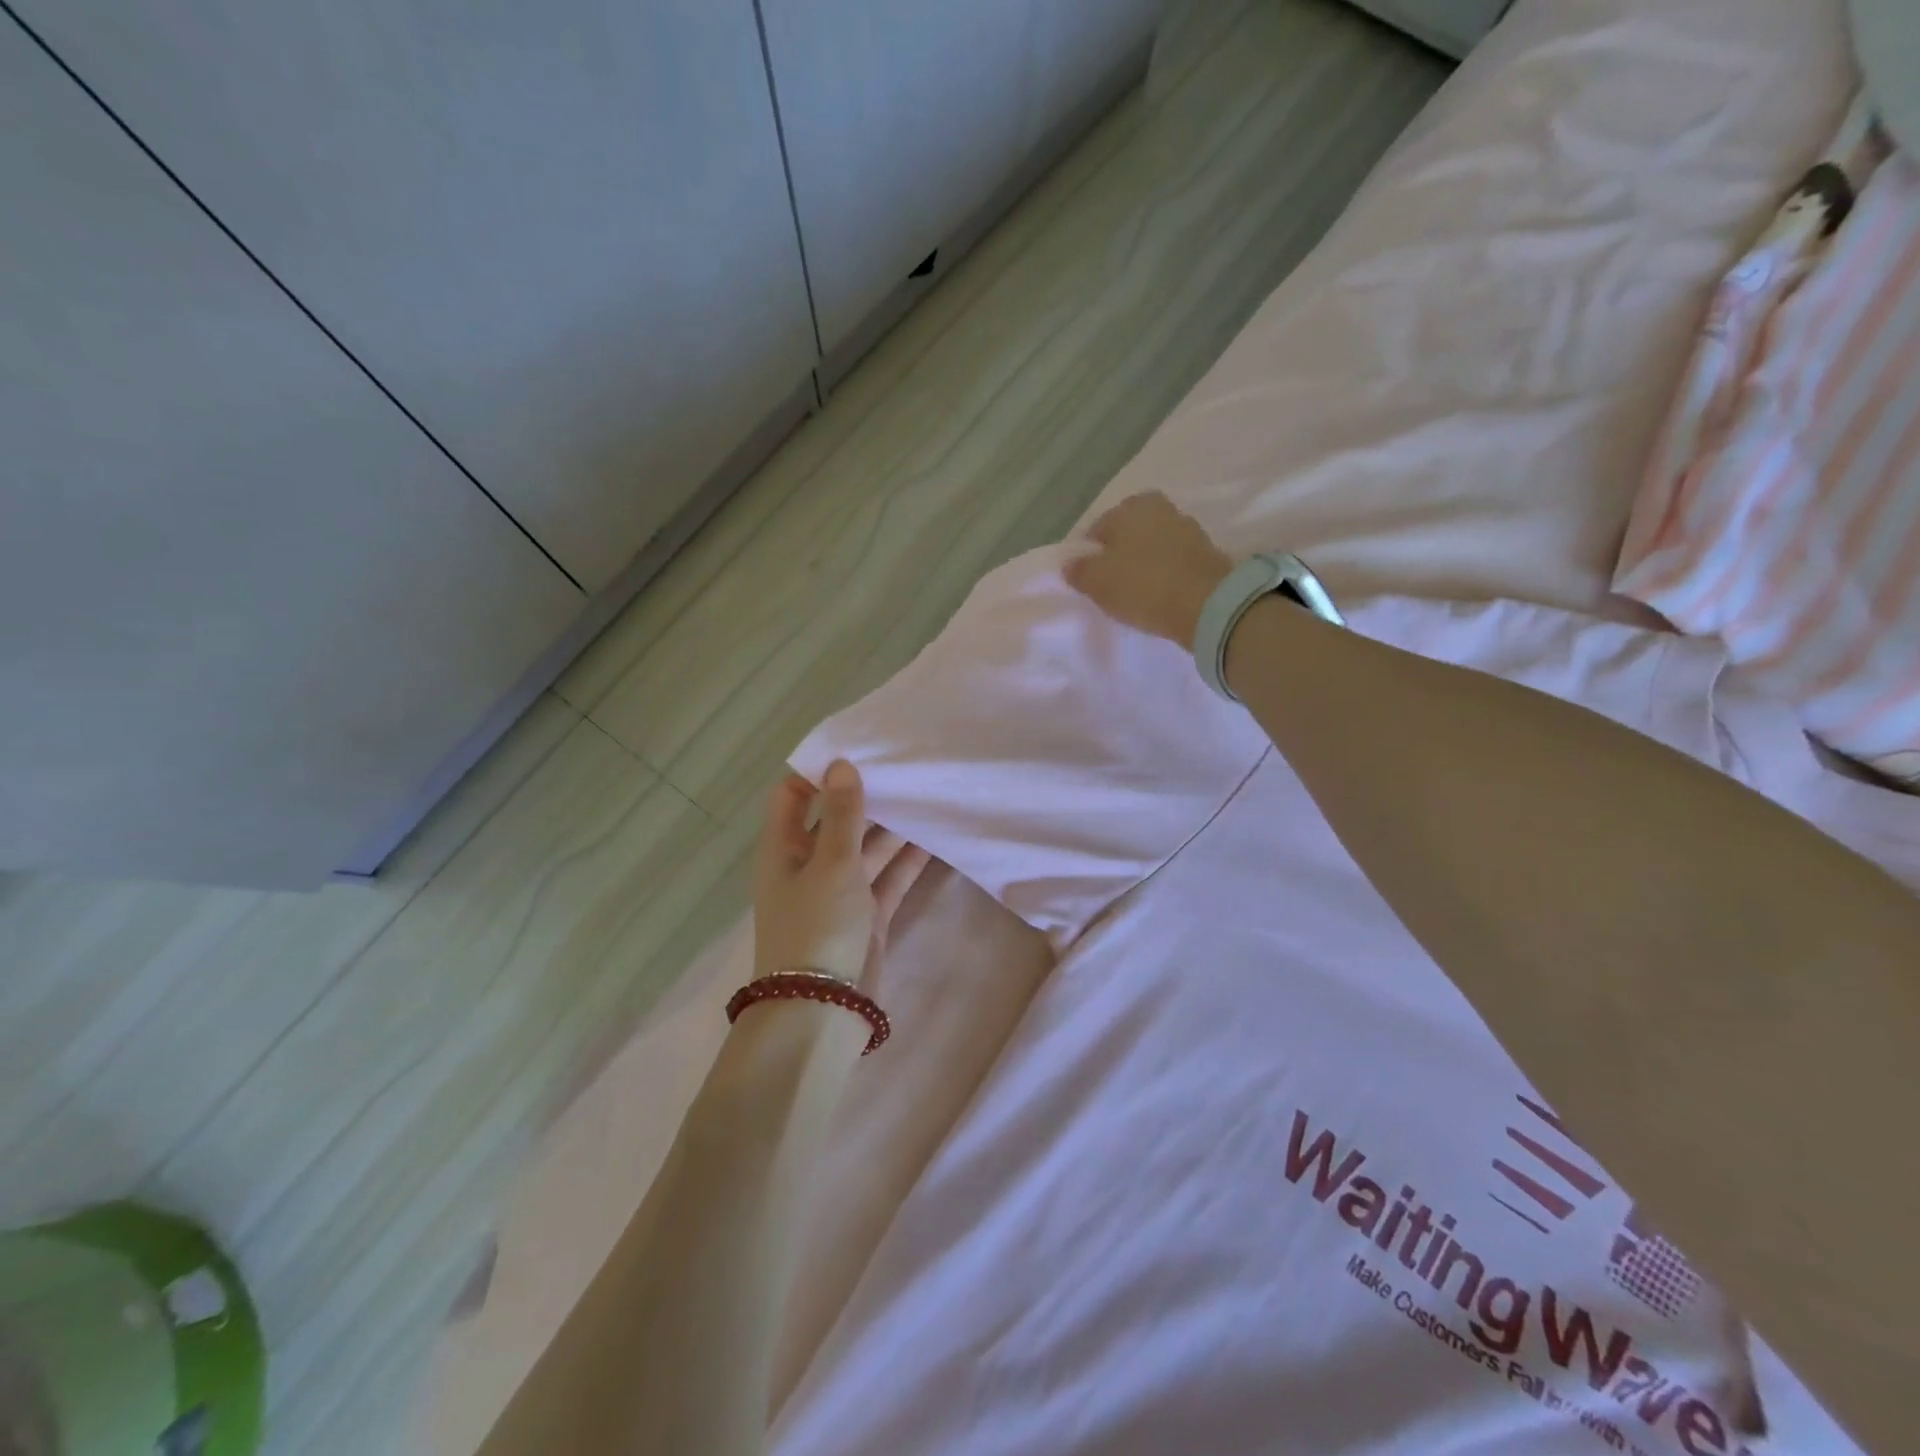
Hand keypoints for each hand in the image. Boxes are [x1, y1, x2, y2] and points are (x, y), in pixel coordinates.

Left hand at [753, 760, 930, 990]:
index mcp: (784, 848)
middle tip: (905, 766)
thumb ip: (843, 814)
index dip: (818, 772)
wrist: (823, 1010)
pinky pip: (888, 877)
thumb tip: (841, 764)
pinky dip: (908, 860)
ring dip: (893, 827)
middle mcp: (808, 865)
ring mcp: (840, 891)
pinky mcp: (867, 915)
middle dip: (867, 796)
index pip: (793, 796)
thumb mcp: (831, 863)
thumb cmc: (817, 927)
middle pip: (837, 820)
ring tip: (928, 793)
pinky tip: (935, 837)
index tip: (856, 750)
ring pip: (868, 848)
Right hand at [1063, 491, 1233, 645]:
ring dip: (1143, 564)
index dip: (1089, 556)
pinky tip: (1159, 594)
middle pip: (1128, 535)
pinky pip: (1174, 562)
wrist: (1207, 604)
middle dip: (1119, 556)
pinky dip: (1164, 574)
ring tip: (1136, 593)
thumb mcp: (1098, 582)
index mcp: (1131, 506)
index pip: (1097, 529)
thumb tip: (1071, 564)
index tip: (1089, 580)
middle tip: (1111, 586)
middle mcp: (1161, 508)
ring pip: (1152, 546)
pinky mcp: (1207, 553)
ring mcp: (1188, 528)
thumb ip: (1079, 570)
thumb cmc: (1143, 586)